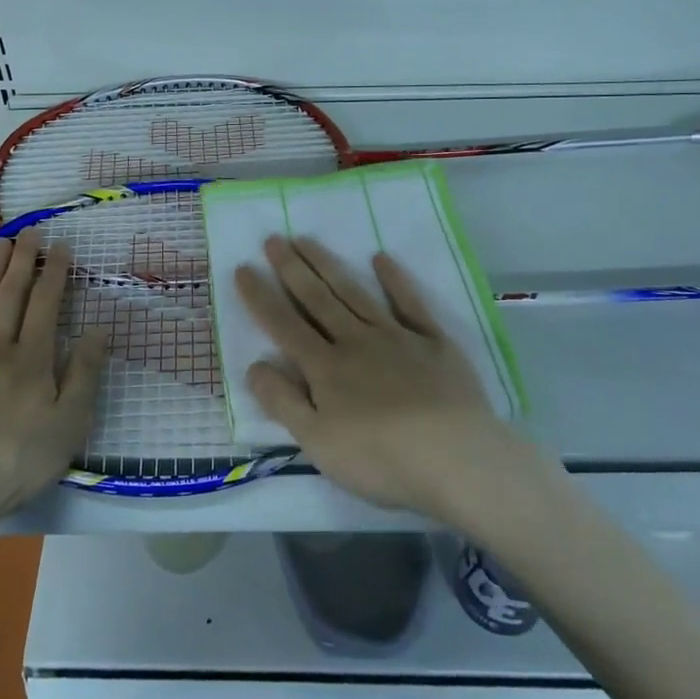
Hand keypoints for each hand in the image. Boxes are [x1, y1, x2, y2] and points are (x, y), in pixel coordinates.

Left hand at [0, 229, 108, 535]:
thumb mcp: (68, 426)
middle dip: (23, 260)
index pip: (46, 304)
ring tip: (1, 245)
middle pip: (11, 294)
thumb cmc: (14, 462)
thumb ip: (85, 375)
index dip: (55, 273)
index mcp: (32, 359)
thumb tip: (99, 330)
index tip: (62, 247)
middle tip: (30, 232)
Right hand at [234, 236, 503, 518]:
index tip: (243, 268)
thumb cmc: (380, 459)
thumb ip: (283, 402)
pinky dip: (394, 280)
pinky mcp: (433, 342)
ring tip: (307, 240)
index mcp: (326, 368)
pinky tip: (380, 258)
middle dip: (292, 269)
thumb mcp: (318, 442)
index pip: (284, 326)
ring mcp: (396, 337)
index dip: (261, 297)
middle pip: (318, 300)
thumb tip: (253, 365)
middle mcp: (356, 341)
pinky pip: (410, 303)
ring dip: (328, 265)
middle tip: (273, 239)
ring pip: (354, 293)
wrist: (456, 458)